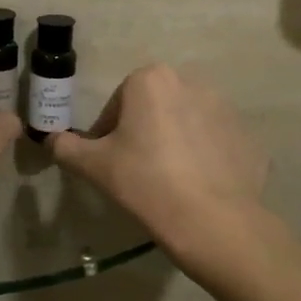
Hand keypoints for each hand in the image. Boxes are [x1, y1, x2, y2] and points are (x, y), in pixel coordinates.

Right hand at [49, 65, 268, 264]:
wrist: (212, 220)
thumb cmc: (144, 182)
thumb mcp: (93, 166)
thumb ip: (67, 147)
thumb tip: (52, 140)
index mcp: (150, 80)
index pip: (117, 105)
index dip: (107, 135)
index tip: (108, 162)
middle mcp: (191, 82)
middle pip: (153, 109)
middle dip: (143, 133)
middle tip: (136, 171)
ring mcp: (226, 108)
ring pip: (185, 123)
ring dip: (173, 143)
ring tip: (167, 182)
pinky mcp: (247, 136)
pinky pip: (214, 144)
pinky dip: (203, 159)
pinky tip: (196, 188)